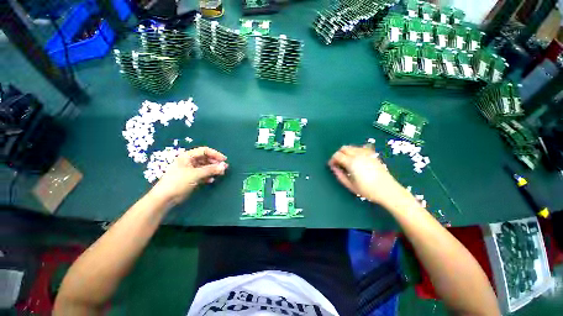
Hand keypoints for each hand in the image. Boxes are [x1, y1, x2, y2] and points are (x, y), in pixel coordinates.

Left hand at [151, 147, 227, 203]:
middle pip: (205, 158)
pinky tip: (211, 180)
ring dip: (213, 170)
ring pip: (205, 167)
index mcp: (187, 156)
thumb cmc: (178, 182)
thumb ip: (210, 169)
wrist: (165, 198)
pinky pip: (202, 174)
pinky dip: (208, 176)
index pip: (204, 151)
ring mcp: (190, 170)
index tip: (224, 160)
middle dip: (215, 163)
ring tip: (220, 174)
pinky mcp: (191, 178)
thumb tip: (224, 166)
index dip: (215, 154)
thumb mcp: (195, 174)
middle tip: (224, 168)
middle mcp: (189, 161)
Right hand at [328, 145, 407, 206]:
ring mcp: (366, 153)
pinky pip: (360, 148)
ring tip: (347, 162)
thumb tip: (333, 167)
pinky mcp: (372, 154)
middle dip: (338, 154)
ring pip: (351, 147)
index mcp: (351, 162)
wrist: (388, 190)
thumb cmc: (367, 190)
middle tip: (338, 163)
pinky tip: (356, 159)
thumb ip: (339, 175)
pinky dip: (355, 151)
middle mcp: (358, 154)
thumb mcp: (350, 185)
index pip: (337, 155)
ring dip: (346, 152)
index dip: (332, 160)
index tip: (332, 166)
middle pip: (343, 148)